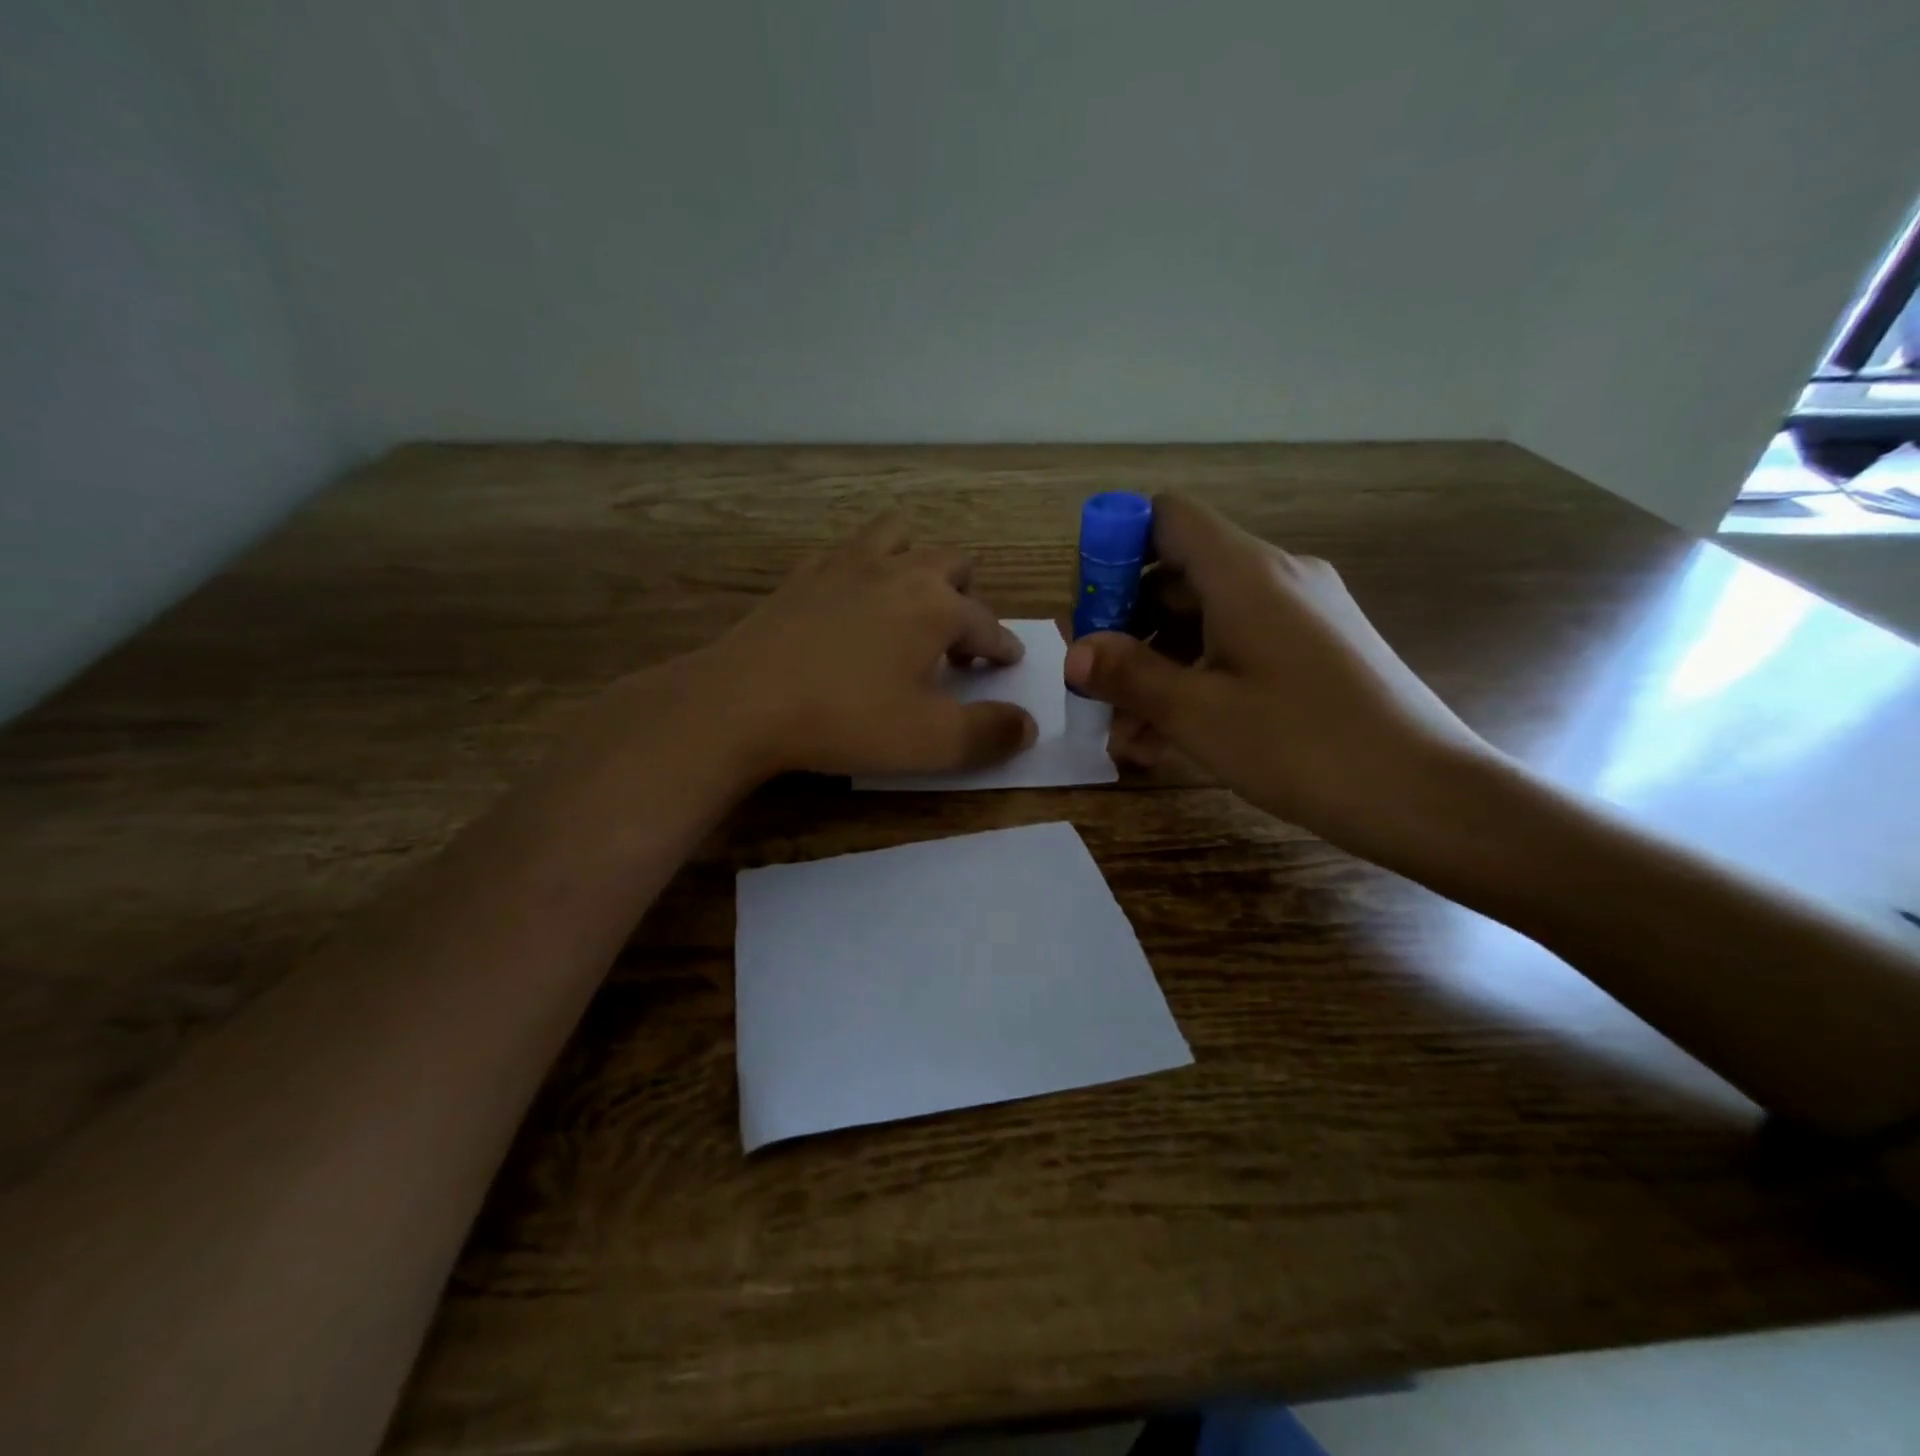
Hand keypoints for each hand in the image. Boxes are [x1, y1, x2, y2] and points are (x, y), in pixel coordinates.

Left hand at [616, 513, 1036, 781]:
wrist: (742, 702)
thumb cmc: (846, 720)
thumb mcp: (930, 741)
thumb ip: (989, 733)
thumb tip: (1028, 725)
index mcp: (935, 606)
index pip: (987, 623)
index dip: (1002, 647)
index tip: (1007, 663)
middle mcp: (897, 571)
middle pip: (951, 561)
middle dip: (967, 595)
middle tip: (958, 637)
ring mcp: (844, 565)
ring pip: (898, 536)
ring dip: (916, 561)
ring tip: (911, 599)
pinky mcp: (800, 576)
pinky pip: (844, 553)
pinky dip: (861, 570)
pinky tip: (849, 601)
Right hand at [1063, 493, 1499, 857]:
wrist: (1427, 795)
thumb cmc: (1303, 746)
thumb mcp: (1199, 713)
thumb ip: (1129, 674)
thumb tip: (1074, 652)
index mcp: (1245, 573)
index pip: (1165, 518)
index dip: (1116, 548)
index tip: (1089, 609)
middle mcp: (1275, 577)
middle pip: (1179, 574)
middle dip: (1126, 626)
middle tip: (1093, 683)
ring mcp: (1300, 614)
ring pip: (1205, 621)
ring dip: (1157, 667)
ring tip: (1125, 733)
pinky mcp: (1315, 651)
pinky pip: (1238, 648)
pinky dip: (1197, 679)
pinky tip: (1169, 739)